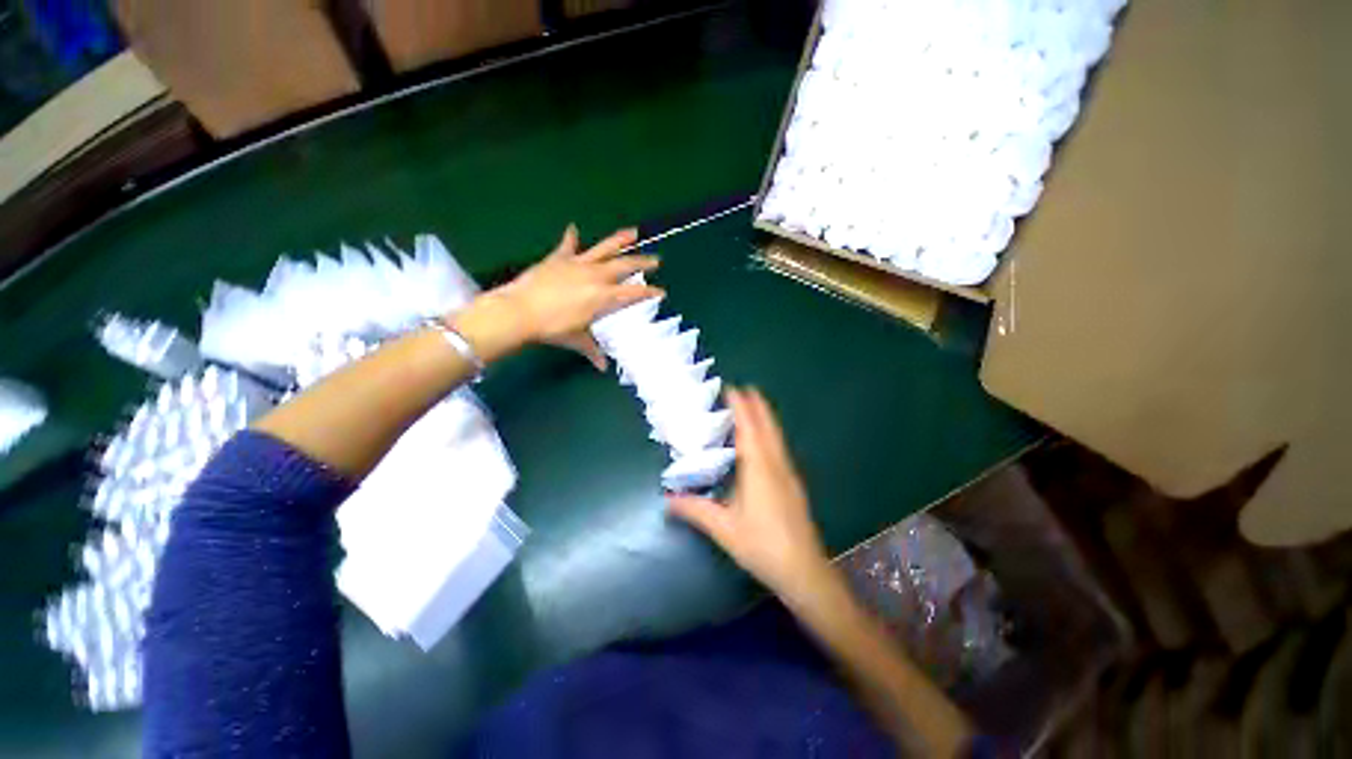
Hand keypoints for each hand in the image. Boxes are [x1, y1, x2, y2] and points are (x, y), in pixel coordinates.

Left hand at [451, 225, 662, 367]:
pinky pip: (568, 245)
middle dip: (642, 263)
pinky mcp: (559, 258)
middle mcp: (595, 276)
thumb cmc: (552, 328)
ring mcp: (578, 264)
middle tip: (655, 260)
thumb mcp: (576, 340)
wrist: (520, 311)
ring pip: (604, 248)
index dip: (649, 293)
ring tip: (633, 232)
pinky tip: (574, 228)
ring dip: (620, 240)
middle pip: (625, 265)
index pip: (632, 293)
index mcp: (603, 296)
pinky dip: (571, 237)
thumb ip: (592, 350)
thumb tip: (602, 367)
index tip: (661, 291)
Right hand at [667, 387, 832, 598]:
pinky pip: (779, 448)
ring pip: (776, 436)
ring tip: (753, 407)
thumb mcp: (723, 528)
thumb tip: (667, 500)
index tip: (732, 388)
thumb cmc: (762, 545)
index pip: (749, 428)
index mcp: (758, 467)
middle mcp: (776, 463)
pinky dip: (769, 434)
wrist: (804, 570)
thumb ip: (695, 510)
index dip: (741, 406)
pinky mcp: (793, 484)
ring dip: (765, 418)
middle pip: (767, 426)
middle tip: (744, 389)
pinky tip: (763, 442)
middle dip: (757, 405)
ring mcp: (788, 473)